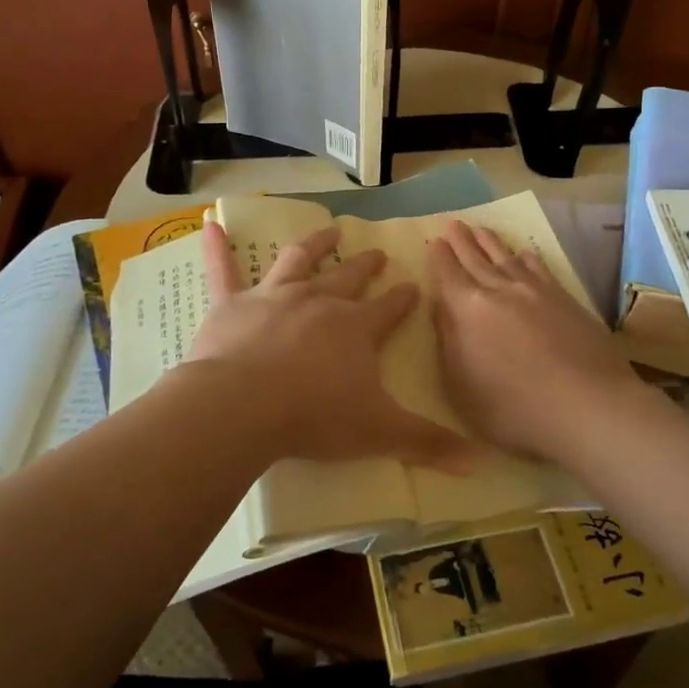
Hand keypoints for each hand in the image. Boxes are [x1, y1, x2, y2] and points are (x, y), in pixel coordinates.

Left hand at [187, 222, 475, 470]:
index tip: (413, 286)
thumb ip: (427, 443)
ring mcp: (273, 297)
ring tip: (331, 230)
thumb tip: (478, 462)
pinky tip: (211, 224)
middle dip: (367, 265)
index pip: (388, 308)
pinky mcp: (232, 304)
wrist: (243, 406)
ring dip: (316, 243)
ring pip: (299, 260)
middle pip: (349, 277)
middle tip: (378, 254)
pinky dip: (217, 247)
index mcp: (356, 328)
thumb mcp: (379, 432)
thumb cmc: (315, 416)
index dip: (403, 298)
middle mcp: (319, 301)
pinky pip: (223, 270)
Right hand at [427, 220, 640, 461]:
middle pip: (475, 258)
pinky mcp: (564, 299)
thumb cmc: (514, 408)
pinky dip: (527, 258)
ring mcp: (535, 292)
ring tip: (481, 229)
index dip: (439, 257)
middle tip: (452, 222)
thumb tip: (440, 306)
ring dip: (491, 242)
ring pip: (506, 258)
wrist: (588, 406)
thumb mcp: (462, 386)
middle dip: (461, 240)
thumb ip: (448, 342)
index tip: (433, 240)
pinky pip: (539, 269)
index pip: (448, 274)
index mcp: (468, 310)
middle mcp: (499, 291)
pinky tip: (525, 254)